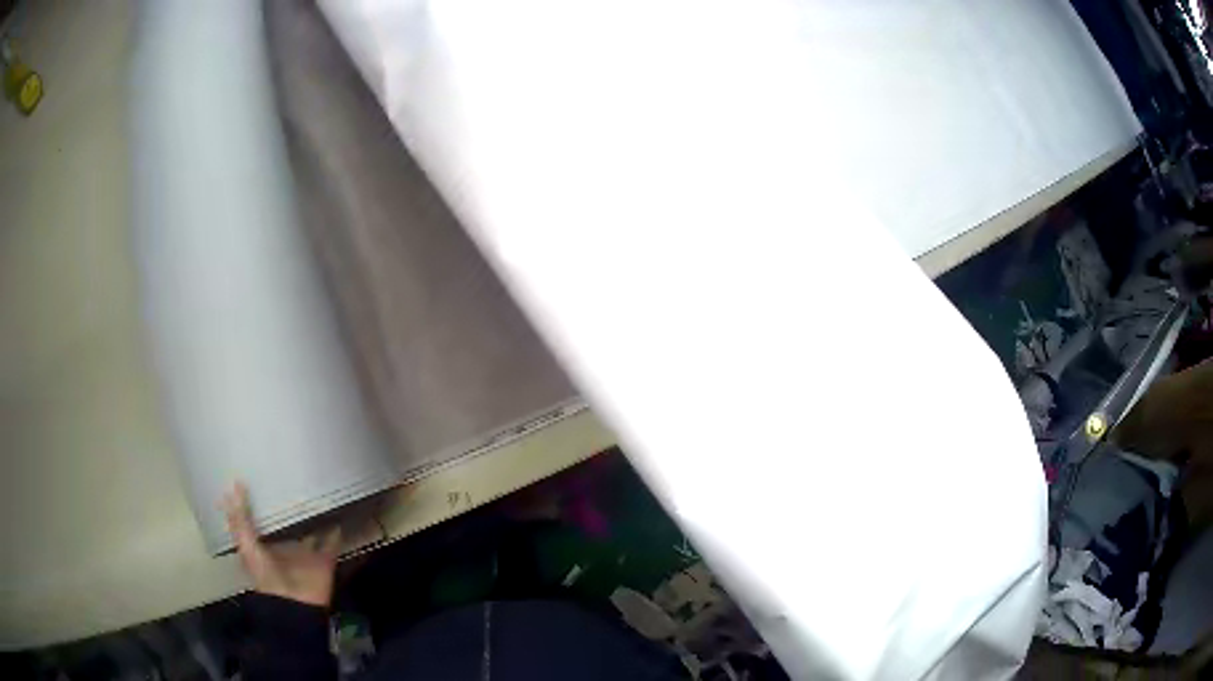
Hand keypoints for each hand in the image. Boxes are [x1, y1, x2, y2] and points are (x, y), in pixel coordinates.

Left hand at [222, 482, 341, 607]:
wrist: (296, 606)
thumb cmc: (267, 577)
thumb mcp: (248, 547)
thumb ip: (241, 520)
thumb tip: (234, 484)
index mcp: (262, 544)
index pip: (257, 518)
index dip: (254, 500)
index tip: (255, 474)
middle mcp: (283, 546)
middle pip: (284, 522)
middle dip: (285, 505)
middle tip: (288, 474)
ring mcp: (305, 553)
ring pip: (308, 529)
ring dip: (312, 515)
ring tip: (316, 488)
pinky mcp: (324, 559)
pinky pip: (331, 542)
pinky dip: (335, 530)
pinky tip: (338, 511)